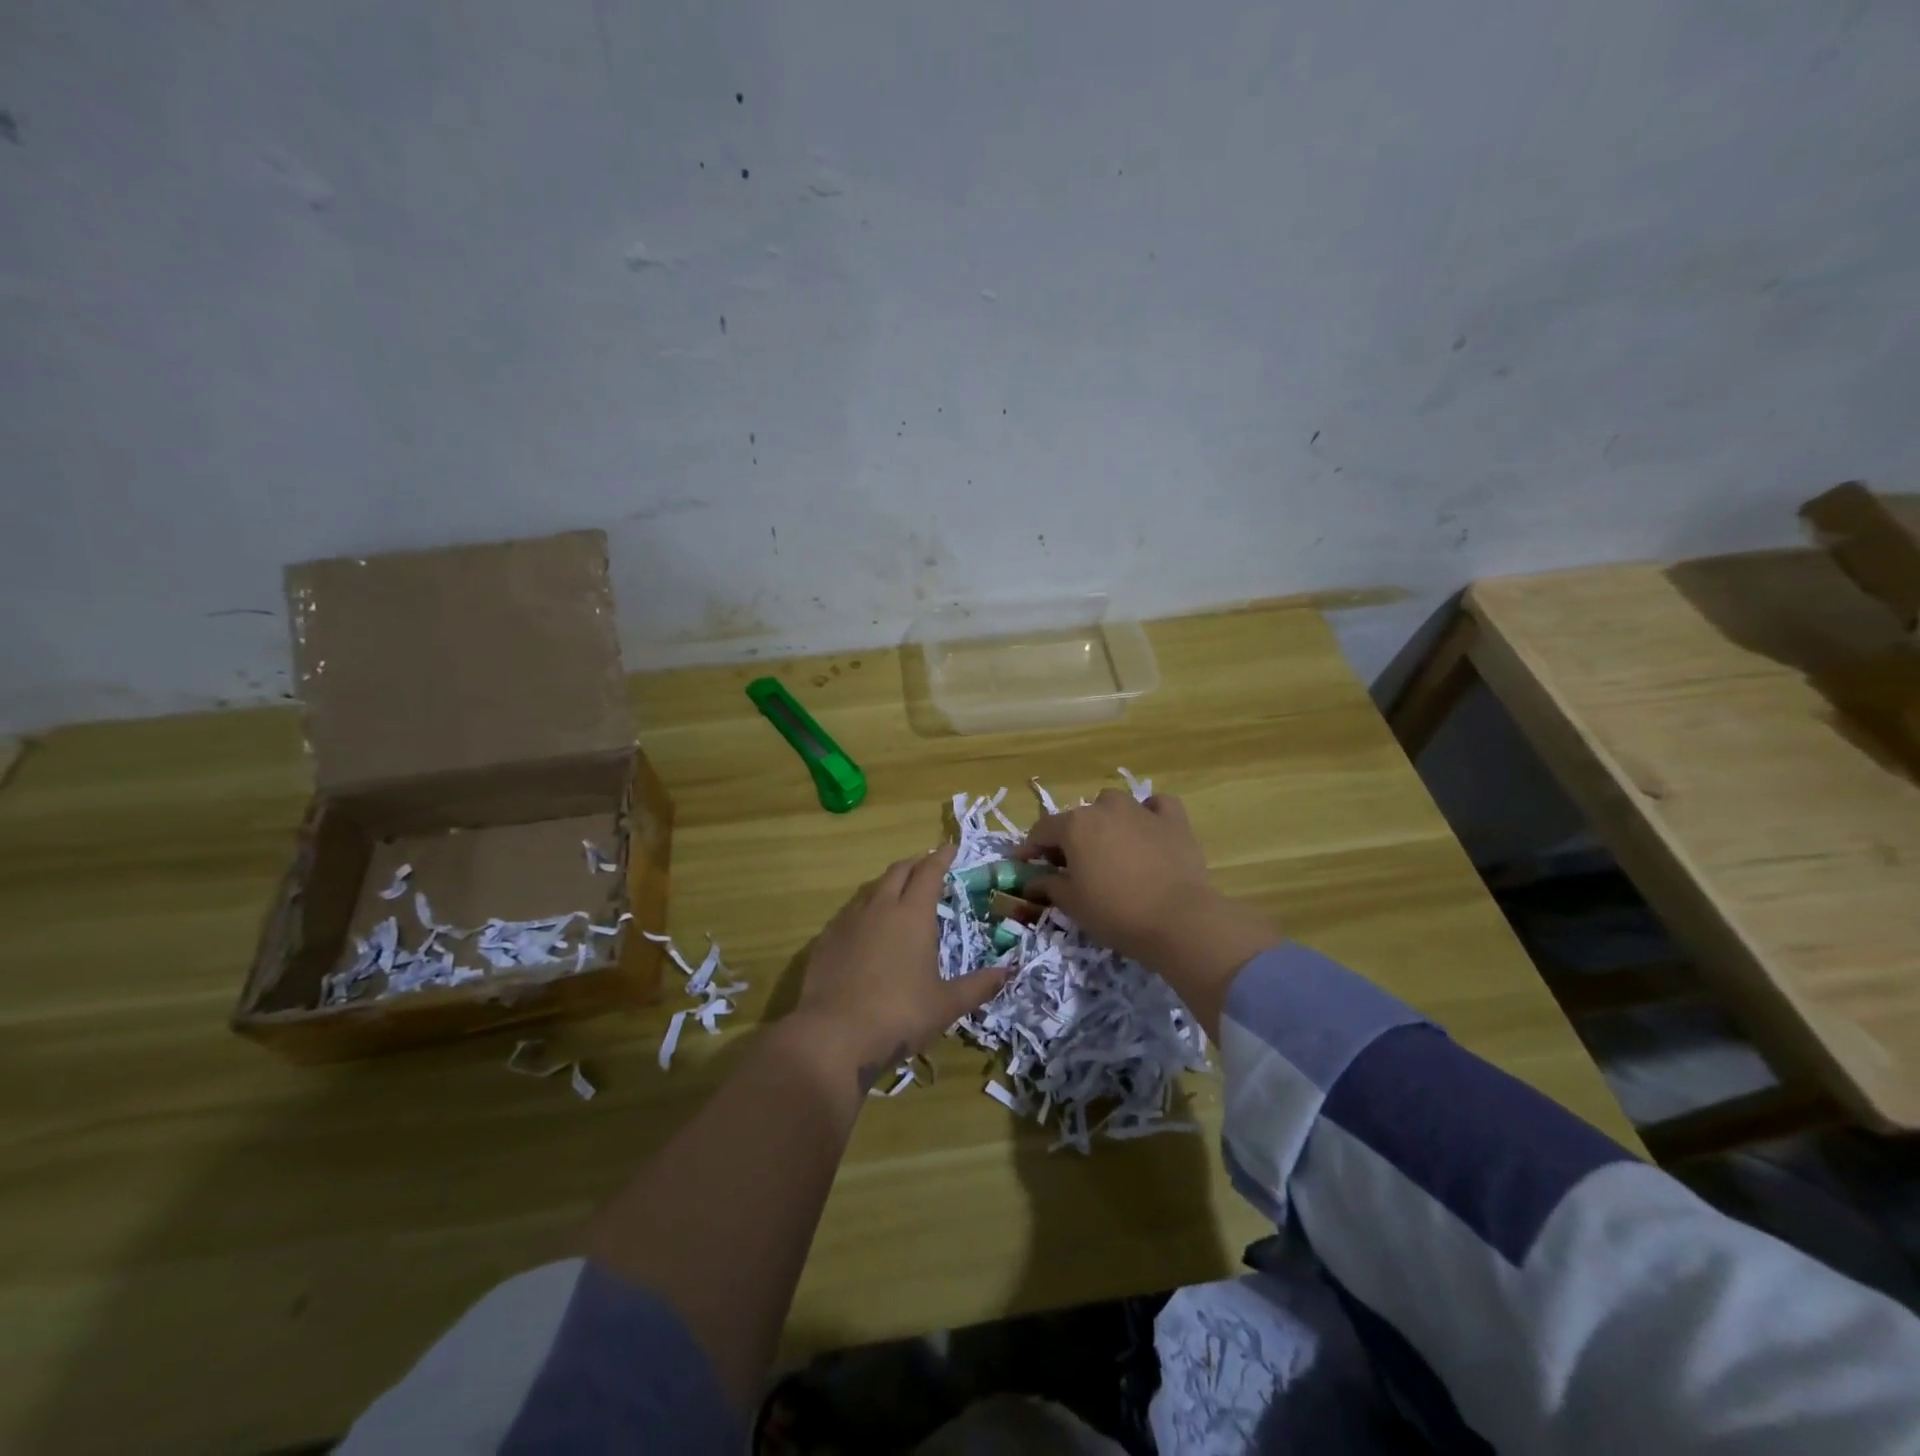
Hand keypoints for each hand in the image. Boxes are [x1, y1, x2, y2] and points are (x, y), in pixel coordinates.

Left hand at [794, 846, 1007, 1087]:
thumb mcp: (945, 1005)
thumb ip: (978, 986)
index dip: (942, 857)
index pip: (929, 872)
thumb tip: (1009, 972)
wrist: (832, 1035)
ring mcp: (848, 921)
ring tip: (899, 894)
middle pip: (899, 871)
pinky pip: (850, 912)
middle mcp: (879, 907)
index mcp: (912, 914)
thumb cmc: (898, 1015)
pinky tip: (867, 928)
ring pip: (871, 888)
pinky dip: (866, 909)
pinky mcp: (825, 939)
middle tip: (928, 866)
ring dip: (889, 884)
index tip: (952, 848)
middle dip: (916, 863)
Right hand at [1019, 790, 1215, 961]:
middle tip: (1070, 866)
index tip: (1024, 864)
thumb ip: (1048, 886)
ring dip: (1107, 821)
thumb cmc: (1115, 912)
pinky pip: (1155, 806)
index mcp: (1075, 825)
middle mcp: (1105, 808)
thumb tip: (1031, 882)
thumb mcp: (1072, 904)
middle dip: (1070, 838)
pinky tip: (1148, 831)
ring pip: (1114, 805)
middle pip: (1078, 818)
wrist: (1179, 920)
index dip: (1030, 848)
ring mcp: (1141, 810)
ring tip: (1110, 848)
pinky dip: (1148, 814)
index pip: (1042, 830)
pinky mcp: (1173, 820)